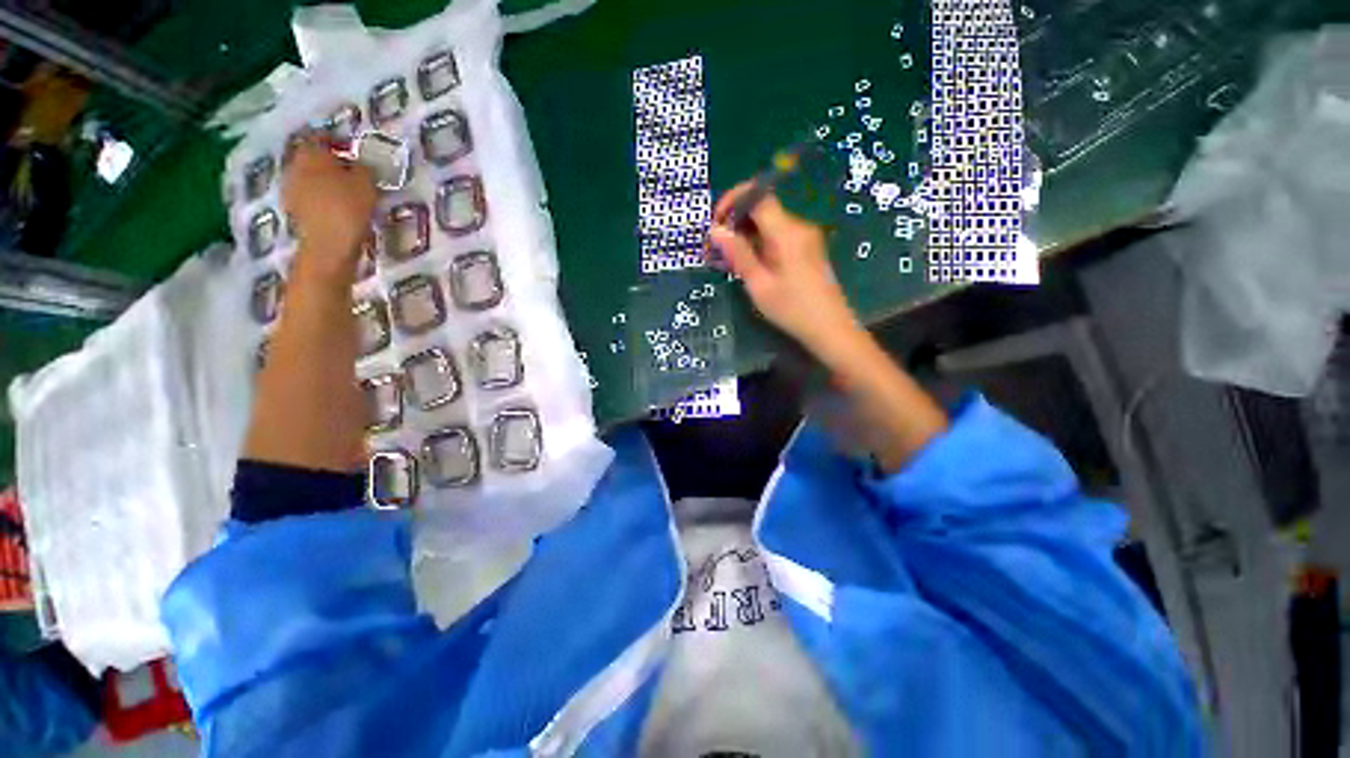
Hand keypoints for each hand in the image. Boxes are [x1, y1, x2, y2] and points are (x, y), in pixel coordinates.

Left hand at [282, 139, 376, 283]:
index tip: (351, 149)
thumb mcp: (367, 183)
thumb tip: (359, 163)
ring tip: (343, 191)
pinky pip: (308, 197)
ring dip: (323, 181)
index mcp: (311, 153)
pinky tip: (335, 207)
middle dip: (328, 162)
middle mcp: (294, 165)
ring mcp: (290, 189)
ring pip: (308, 178)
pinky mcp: (294, 210)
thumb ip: (363, 168)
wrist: (329, 245)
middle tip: (349, 170)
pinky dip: (320, 198)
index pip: (320, 137)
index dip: (336, 141)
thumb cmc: (348, 208)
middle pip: (311, 158)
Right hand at [709, 182, 862, 361]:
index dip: (732, 201)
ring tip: (727, 259)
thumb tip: (716, 229)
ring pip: (768, 223)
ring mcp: (805, 237)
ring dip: (745, 234)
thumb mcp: (759, 284)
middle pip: (762, 208)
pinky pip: (777, 236)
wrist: (830, 328)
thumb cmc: (792, 309)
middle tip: (716, 247)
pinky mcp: (806, 248)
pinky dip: (758, 243)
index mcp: (787, 232)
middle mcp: (798, 226)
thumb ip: (738, 254)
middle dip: (735, 221)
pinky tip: (747, 264)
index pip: (758, 196)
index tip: (715, 223)